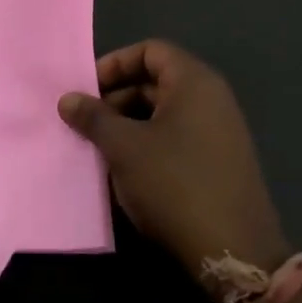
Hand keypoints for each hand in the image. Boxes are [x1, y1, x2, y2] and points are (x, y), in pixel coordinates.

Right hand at [58, 40, 288, 280]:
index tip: (86, 90)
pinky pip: (177, 138)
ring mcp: (220, 132)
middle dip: (116, 97)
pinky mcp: (220, 163)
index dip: (114, 64)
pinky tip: (127, 171)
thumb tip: (68, 99)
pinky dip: (148, 144)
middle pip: (156, 80)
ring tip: (101, 149)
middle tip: (86, 123)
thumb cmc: (174, 184)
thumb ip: (93, 117)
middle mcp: (212, 99)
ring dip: (129, 124)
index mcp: (194, 82)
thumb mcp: (124, 147)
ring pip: (164, 113)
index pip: (150, 51)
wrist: (234, 252)